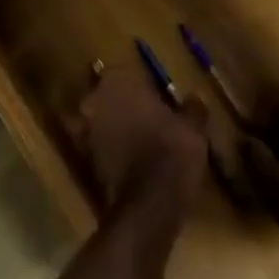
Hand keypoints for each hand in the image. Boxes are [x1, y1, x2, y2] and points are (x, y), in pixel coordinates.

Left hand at [77, 66, 207, 216]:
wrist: (149, 206)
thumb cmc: (172, 151)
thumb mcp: (193, 126)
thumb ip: (192, 107)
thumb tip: (194, 99)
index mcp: (117, 81)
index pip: (123, 73)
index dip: (139, 86)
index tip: (155, 98)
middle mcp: (94, 100)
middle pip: (107, 96)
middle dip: (123, 106)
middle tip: (148, 119)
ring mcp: (85, 131)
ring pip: (101, 123)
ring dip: (115, 129)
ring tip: (141, 143)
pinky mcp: (84, 161)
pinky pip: (99, 149)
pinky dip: (111, 153)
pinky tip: (132, 163)